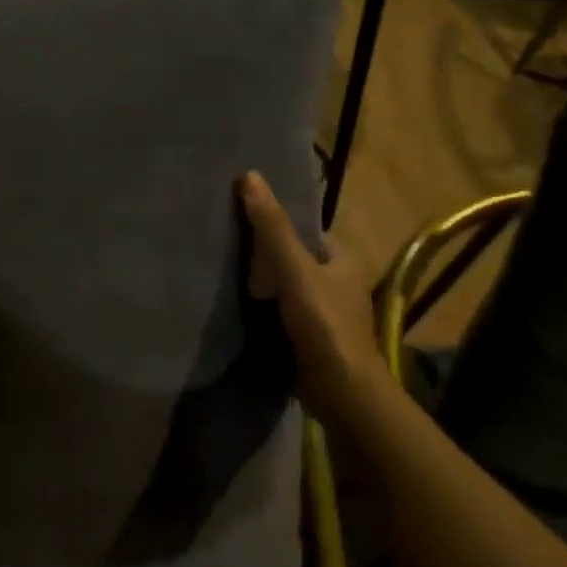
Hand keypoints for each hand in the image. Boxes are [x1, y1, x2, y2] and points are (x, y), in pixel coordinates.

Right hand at [238, 171, 387, 415]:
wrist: (341, 391)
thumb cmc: (323, 322)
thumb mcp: (293, 268)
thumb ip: (271, 226)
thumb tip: (249, 175)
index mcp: (343, 257)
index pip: (302, 230)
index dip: (273, 223)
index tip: (238, 222)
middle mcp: (338, 280)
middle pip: (292, 257)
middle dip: (263, 255)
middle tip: (224, 247)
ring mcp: (326, 311)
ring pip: (286, 286)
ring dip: (261, 284)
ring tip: (223, 275)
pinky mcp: (313, 337)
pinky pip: (283, 312)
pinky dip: (264, 309)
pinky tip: (238, 308)